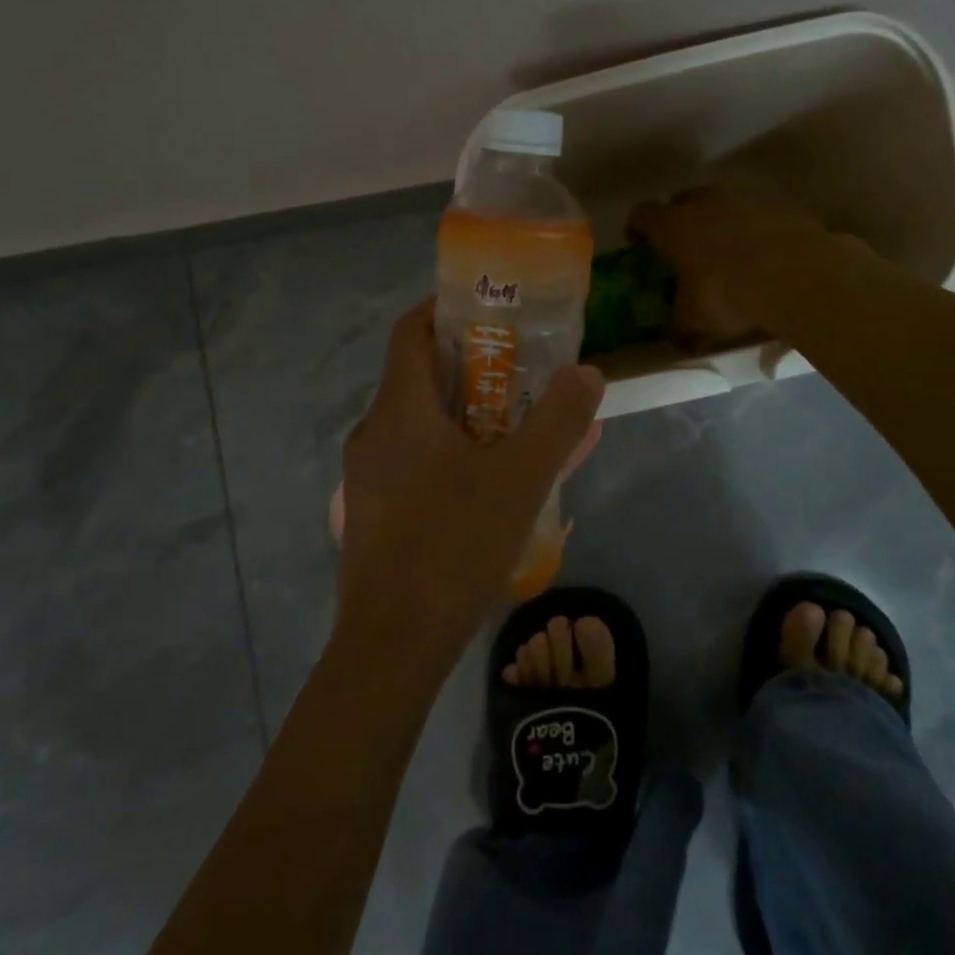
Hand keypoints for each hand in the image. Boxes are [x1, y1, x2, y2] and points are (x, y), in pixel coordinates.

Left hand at [335, 300, 604, 670]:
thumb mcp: (521, 479)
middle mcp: (373, 433)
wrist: (393, 646)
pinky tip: (488, 488)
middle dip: (471, 368)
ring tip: (515, 430)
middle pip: (418, 377)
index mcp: (399, 409)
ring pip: (418, 425)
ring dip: (464, 416)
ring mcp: (366, 477)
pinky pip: (413, 465)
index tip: (490, 310)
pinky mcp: (372, 514)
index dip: (445, 308)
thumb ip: (559, 421)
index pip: (411, 331)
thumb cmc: (454, 545)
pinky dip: (450, 457)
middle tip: (522, 374)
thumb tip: (588, 372)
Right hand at [629, 185, 871, 347]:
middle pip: (683, 201)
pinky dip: (754, 228)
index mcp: (674, 226)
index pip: (642, 214)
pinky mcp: (781, 205)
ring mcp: (746, 198)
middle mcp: (706, 202)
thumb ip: (679, 326)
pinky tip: (763, 253)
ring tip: (727, 249)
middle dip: (679, 220)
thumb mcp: (695, 321)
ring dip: (719, 220)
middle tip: (684, 246)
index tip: (638, 243)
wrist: (798, 279)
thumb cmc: (729, 296)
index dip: (637, 228)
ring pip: (722, 203)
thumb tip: (676, 338)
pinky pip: (757, 213)